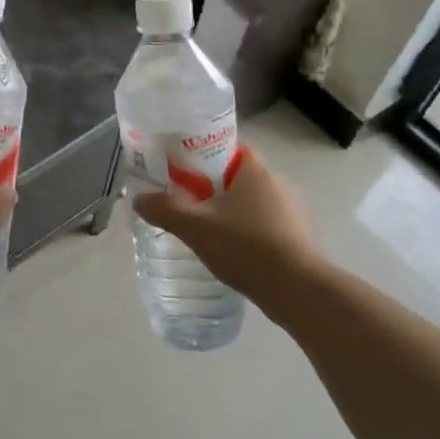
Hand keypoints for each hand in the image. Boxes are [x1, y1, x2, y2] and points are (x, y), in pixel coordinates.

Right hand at [132, 145, 324, 303]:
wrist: (298, 291)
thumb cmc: (245, 246)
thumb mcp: (195, 226)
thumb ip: (164, 209)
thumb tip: (139, 199)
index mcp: (256, 170)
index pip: (228, 148)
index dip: (203, 155)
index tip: (182, 170)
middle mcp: (279, 183)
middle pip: (238, 177)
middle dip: (213, 188)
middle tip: (188, 203)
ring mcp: (294, 212)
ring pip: (253, 203)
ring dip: (232, 213)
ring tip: (208, 232)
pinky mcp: (300, 238)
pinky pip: (267, 226)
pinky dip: (249, 234)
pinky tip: (234, 254)